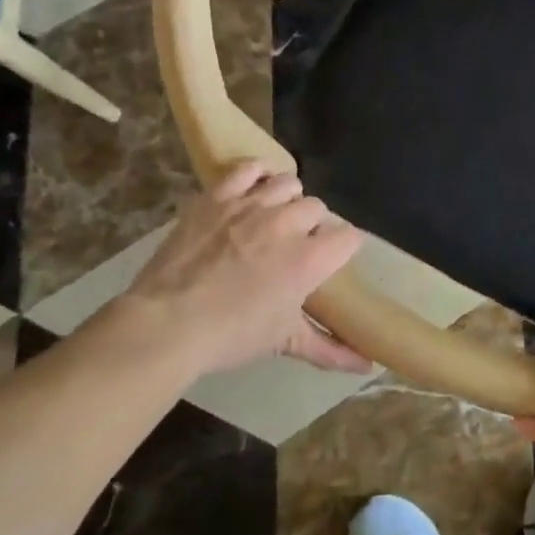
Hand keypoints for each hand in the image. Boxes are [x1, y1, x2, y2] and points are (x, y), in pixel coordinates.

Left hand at [110, 160, 368, 377]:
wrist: (167, 324)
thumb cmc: (232, 335)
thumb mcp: (284, 341)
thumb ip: (330, 349)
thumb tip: (367, 367)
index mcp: (310, 259)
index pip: (349, 237)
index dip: (343, 248)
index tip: (331, 260)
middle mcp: (288, 223)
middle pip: (318, 208)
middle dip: (313, 225)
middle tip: (295, 246)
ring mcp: (252, 205)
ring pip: (289, 184)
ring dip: (287, 199)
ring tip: (274, 217)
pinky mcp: (219, 196)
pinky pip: (248, 168)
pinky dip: (256, 174)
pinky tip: (253, 190)